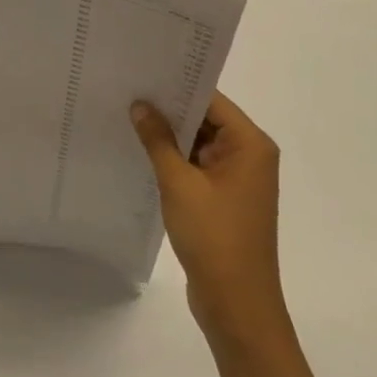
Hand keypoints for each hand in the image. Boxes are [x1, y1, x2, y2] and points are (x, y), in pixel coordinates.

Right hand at [130, 93, 289, 353]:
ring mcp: (237, 179)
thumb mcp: (179, 183)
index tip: (142, 72)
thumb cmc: (214, 237)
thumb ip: (158, 140)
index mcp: (250, 145)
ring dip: (169, 135)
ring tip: (127, 115)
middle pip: (205, 118)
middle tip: (126, 89)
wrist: (236, 304)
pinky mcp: (224, 198)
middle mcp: (249, 156)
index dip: (177, 84)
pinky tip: (141, 150)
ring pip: (198, 142)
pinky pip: (196, 165)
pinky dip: (173, 158)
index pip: (211, 99)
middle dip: (168, 108)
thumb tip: (140, 105)